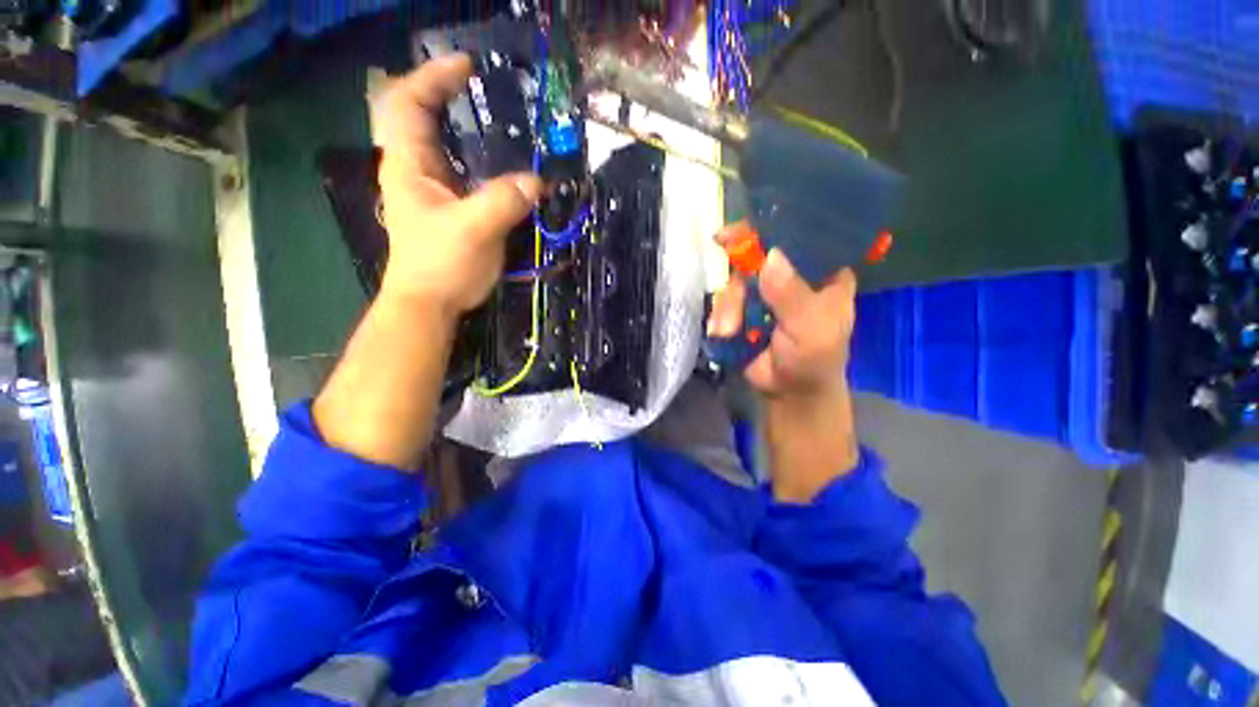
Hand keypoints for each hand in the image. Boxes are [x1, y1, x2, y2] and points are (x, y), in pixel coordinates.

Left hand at [377, 54, 542, 318]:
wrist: (432, 303)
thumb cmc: (440, 264)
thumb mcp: (472, 230)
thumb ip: (504, 201)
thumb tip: (538, 181)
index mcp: (409, 164)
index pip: (409, 103)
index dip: (434, 77)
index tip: (467, 66)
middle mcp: (420, 170)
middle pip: (430, 119)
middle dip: (456, 99)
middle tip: (494, 93)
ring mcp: (439, 190)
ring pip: (455, 149)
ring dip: (478, 134)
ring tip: (510, 125)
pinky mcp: (457, 209)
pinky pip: (473, 176)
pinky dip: (492, 166)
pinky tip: (513, 168)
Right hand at [707, 241, 856, 401]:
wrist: (788, 393)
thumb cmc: (813, 360)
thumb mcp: (810, 330)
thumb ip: (791, 297)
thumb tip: (770, 257)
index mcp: (822, 273)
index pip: (802, 235)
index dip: (774, 227)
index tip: (743, 228)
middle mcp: (791, 275)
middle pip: (758, 256)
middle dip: (740, 276)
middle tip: (726, 284)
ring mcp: (763, 292)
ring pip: (736, 281)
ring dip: (728, 306)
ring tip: (728, 329)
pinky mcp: (742, 309)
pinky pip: (724, 302)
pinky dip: (720, 317)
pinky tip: (723, 333)